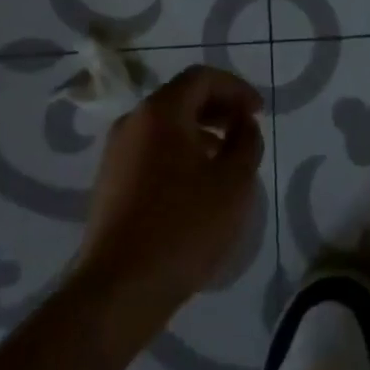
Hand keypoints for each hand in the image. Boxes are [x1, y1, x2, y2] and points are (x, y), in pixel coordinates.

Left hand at [73, 66, 264, 320]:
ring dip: (201, 132)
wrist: (118, 290)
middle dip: (219, 108)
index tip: (259, 112)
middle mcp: (132, 123)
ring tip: (227, 159)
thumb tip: (243, 124)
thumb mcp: (233, 182)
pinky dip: (180, 153)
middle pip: (181, 98)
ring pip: (165, 126)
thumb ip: (246, 142)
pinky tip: (198, 185)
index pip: (202, 78)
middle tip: (247, 129)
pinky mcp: (110, 183)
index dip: (236, 88)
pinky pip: (152, 151)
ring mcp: (116, 154)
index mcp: (160, 112)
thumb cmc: (183, 227)